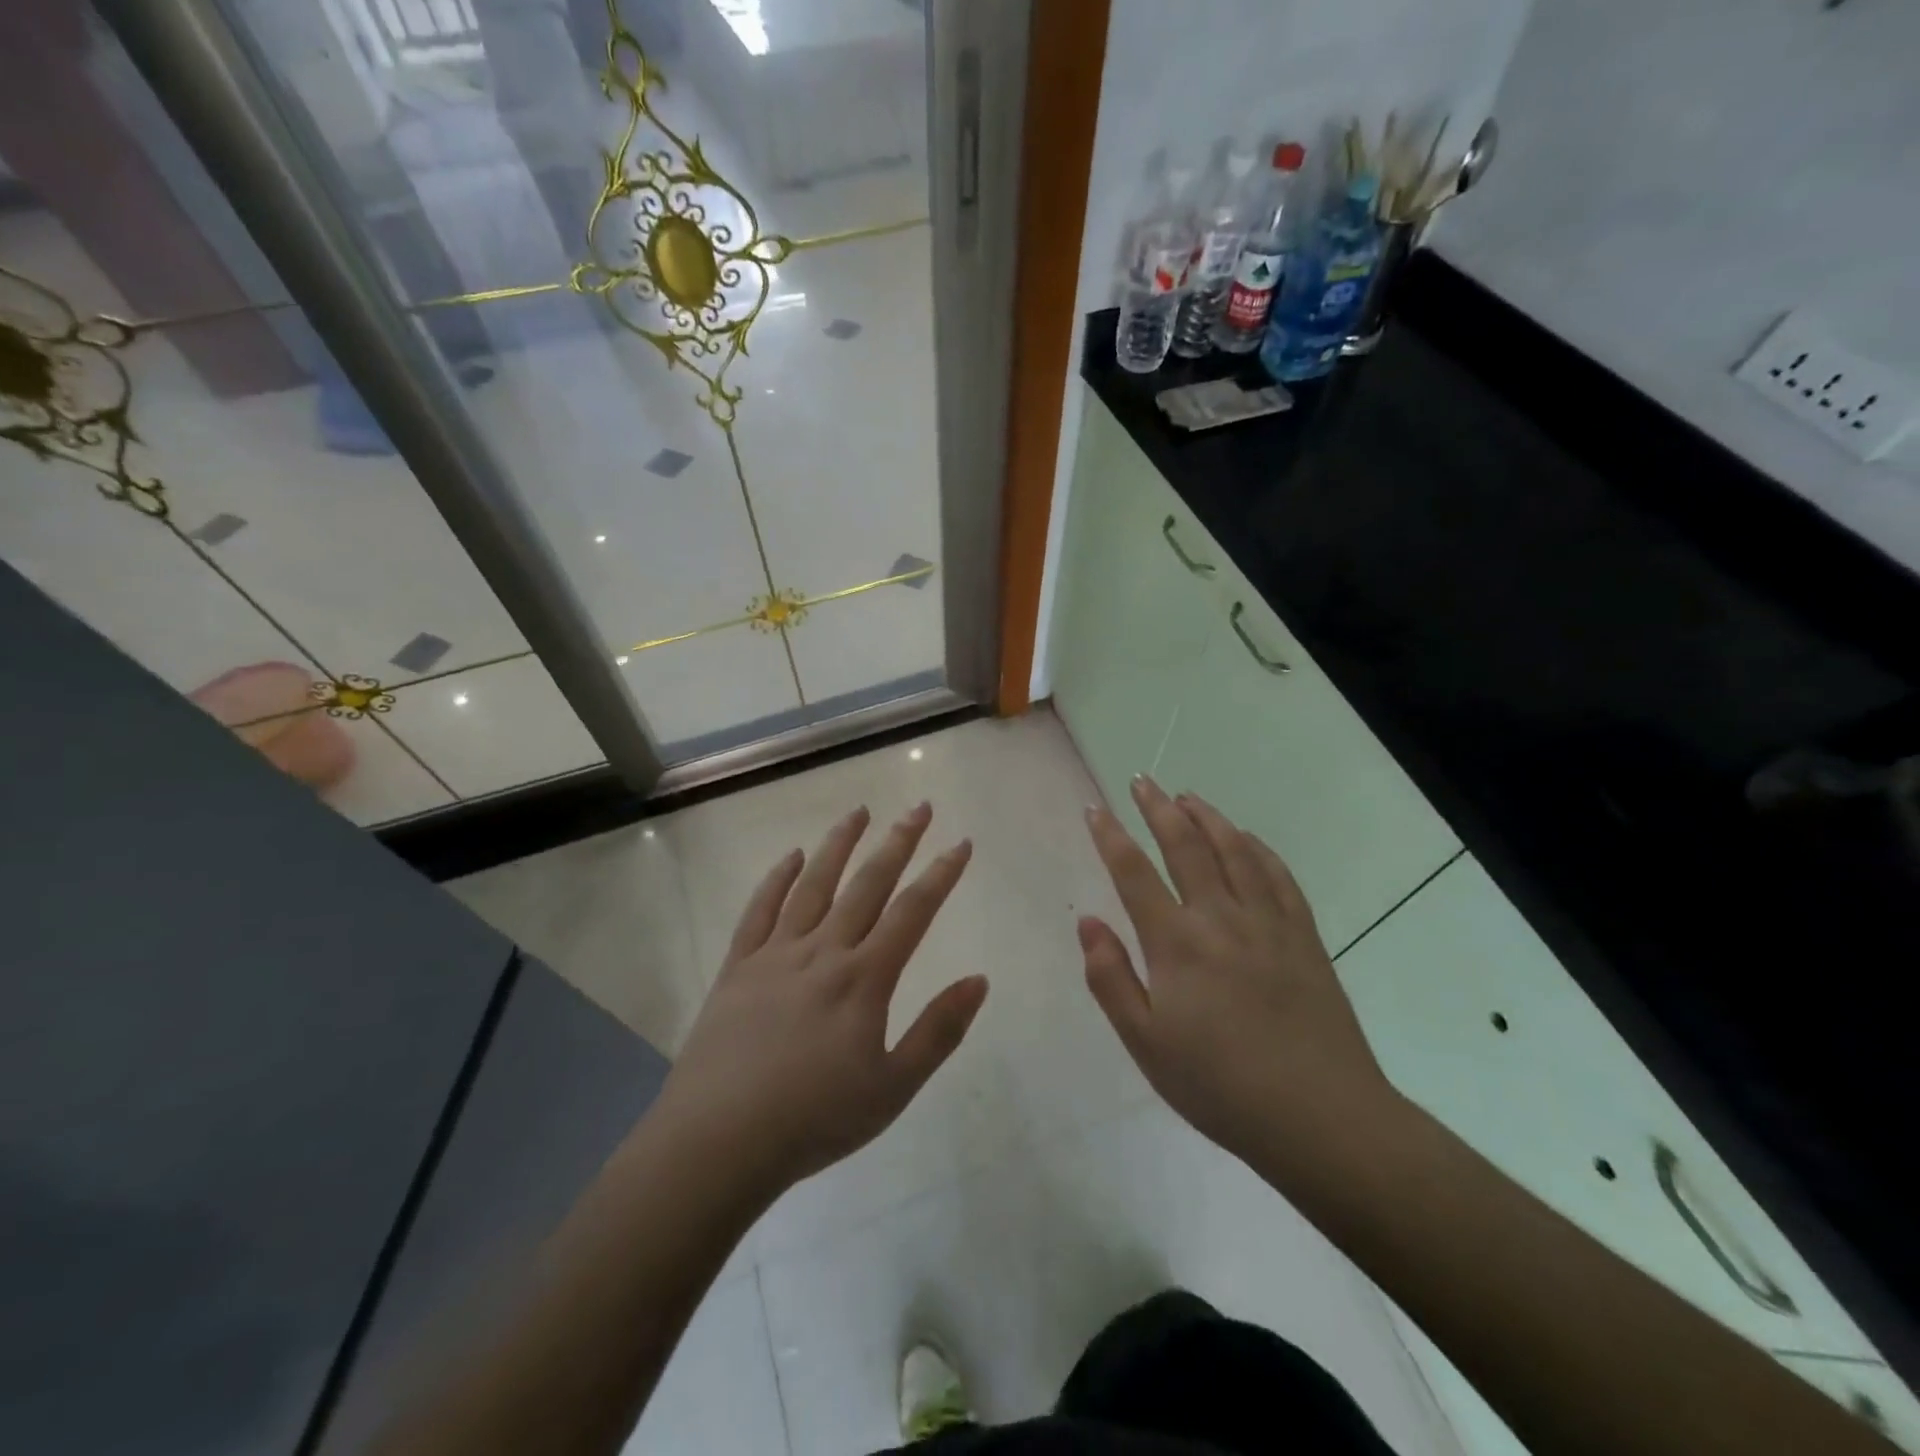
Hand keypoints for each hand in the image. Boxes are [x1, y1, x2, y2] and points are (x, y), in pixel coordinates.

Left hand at [654, 803, 986, 1201]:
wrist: (718, 1142)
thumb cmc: (814, 1120)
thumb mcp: (893, 1087)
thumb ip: (939, 1031)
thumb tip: (979, 979)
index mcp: (864, 978)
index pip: (912, 912)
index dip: (941, 874)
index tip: (960, 843)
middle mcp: (823, 951)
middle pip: (867, 884)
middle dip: (898, 842)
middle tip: (919, 807)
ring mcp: (776, 954)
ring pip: (814, 885)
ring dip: (839, 844)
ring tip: (858, 811)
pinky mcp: (738, 967)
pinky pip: (760, 911)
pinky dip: (777, 879)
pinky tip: (792, 857)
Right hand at [1079, 777, 1395, 1168]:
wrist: (1321, 1117)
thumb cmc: (1220, 1086)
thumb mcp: (1146, 1043)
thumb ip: (1110, 978)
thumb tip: (1088, 922)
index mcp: (1177, 943)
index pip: (1134, 873)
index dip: (1110, 836)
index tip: (1094, 808)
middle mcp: (1221, 918)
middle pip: (1185, 846)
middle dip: (1158, 809)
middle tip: (1141, 781)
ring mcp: (1268, 922)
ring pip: (1234, 850)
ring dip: (1207, 817)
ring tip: (1187, 796)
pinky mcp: (1304, 936)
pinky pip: (1278, 876)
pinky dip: (1257, 847)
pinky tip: (1246, 838)